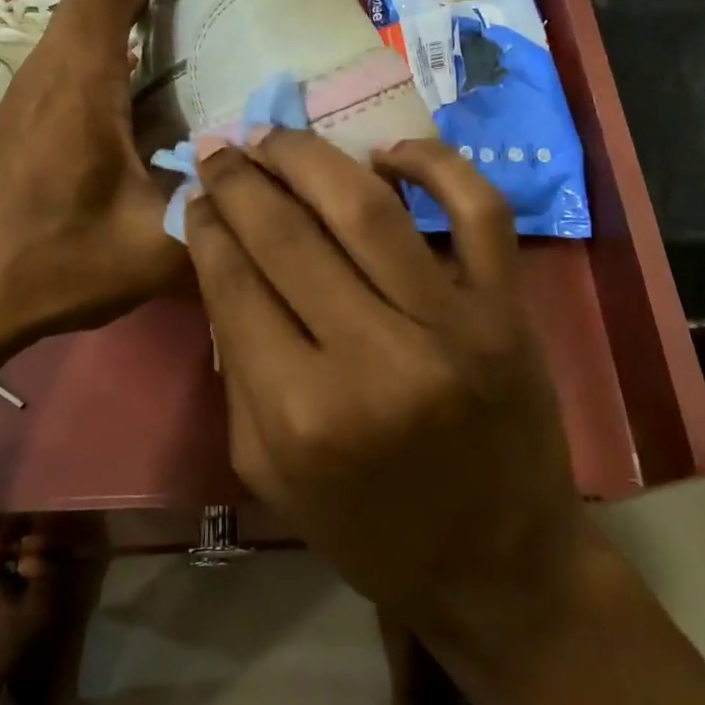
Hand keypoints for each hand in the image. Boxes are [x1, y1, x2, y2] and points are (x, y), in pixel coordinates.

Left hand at [0, 0, 204, 358]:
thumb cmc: (51, 264)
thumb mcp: (152, 247)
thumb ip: (219, 210)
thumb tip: (274, 180)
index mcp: (80, 80)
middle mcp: (53, 68)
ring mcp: (37, 87)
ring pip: (90, 13)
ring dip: (143, 0)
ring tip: (209, 20)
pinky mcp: (34, 111)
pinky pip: (83, 47)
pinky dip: (126, 38)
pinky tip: (168, 80)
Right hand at [182, 131, 592, 641]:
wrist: (500, 569)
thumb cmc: (371, 532)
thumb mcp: (268, 469)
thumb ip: (237, 365)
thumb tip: (222, 261)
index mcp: (302, 414)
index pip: (235, 284)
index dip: (207, 227)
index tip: (195, 194)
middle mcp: (375, 358)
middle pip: (288, 236)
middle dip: (242, 181)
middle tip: (221, 147)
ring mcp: (452, 325)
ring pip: (367, 207)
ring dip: (310, 157)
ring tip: (276, 135)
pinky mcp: (509, 309)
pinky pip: (478, 210)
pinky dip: (435, 165)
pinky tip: (388, 154)